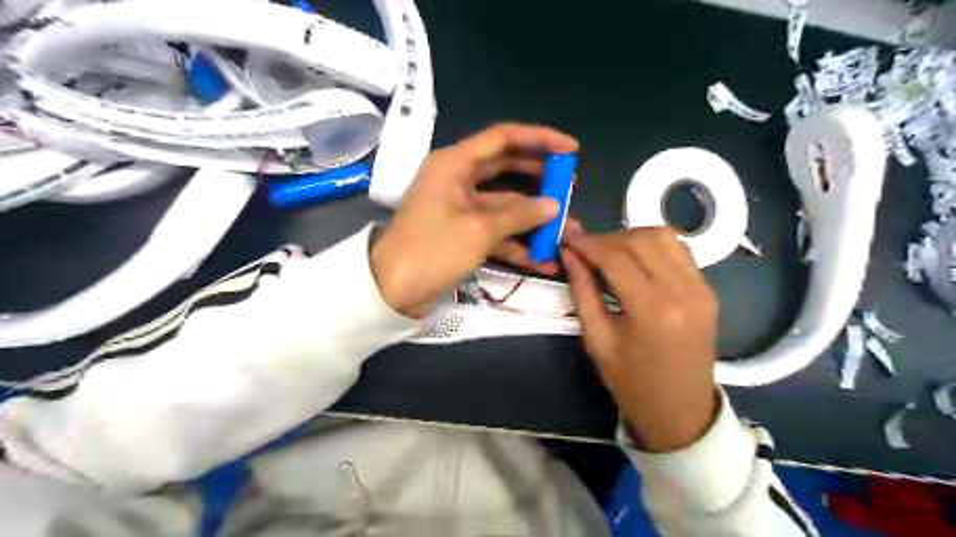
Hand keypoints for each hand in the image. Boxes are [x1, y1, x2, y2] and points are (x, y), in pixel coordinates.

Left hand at [371, 122, 578, 319]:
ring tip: (566, 227)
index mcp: (454, 164)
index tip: (570, 149)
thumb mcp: (479, 230)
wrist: (393, 291)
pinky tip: (543, 259)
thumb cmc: (432, 250)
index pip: (502, 138)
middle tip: (569, 184)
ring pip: (504, 203)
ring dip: (533, 216)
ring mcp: (461, 208)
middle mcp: (457, 179)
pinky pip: (495, 229)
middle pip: (506, 168)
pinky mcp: (462, 232)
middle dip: (539, 177)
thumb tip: (553, 205)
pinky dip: (517, 242)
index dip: (539, 139)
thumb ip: (519, 215)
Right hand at [562, 226, 717, 452]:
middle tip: (585, 250)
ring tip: (609, 254)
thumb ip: (582, 291)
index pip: (616, 257)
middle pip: (642, 239)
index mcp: (652, 311)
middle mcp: (683, 291)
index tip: (567, 238)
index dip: (588, 243)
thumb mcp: (597, 341)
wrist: (681, 412)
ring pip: (665, 237)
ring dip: (631, 237)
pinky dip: (652, 246)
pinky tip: (635, 261)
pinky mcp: (708, 290)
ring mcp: (702, 289)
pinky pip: (678, 251)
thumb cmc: (631, 384)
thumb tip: (569, 254)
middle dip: (608, 238)